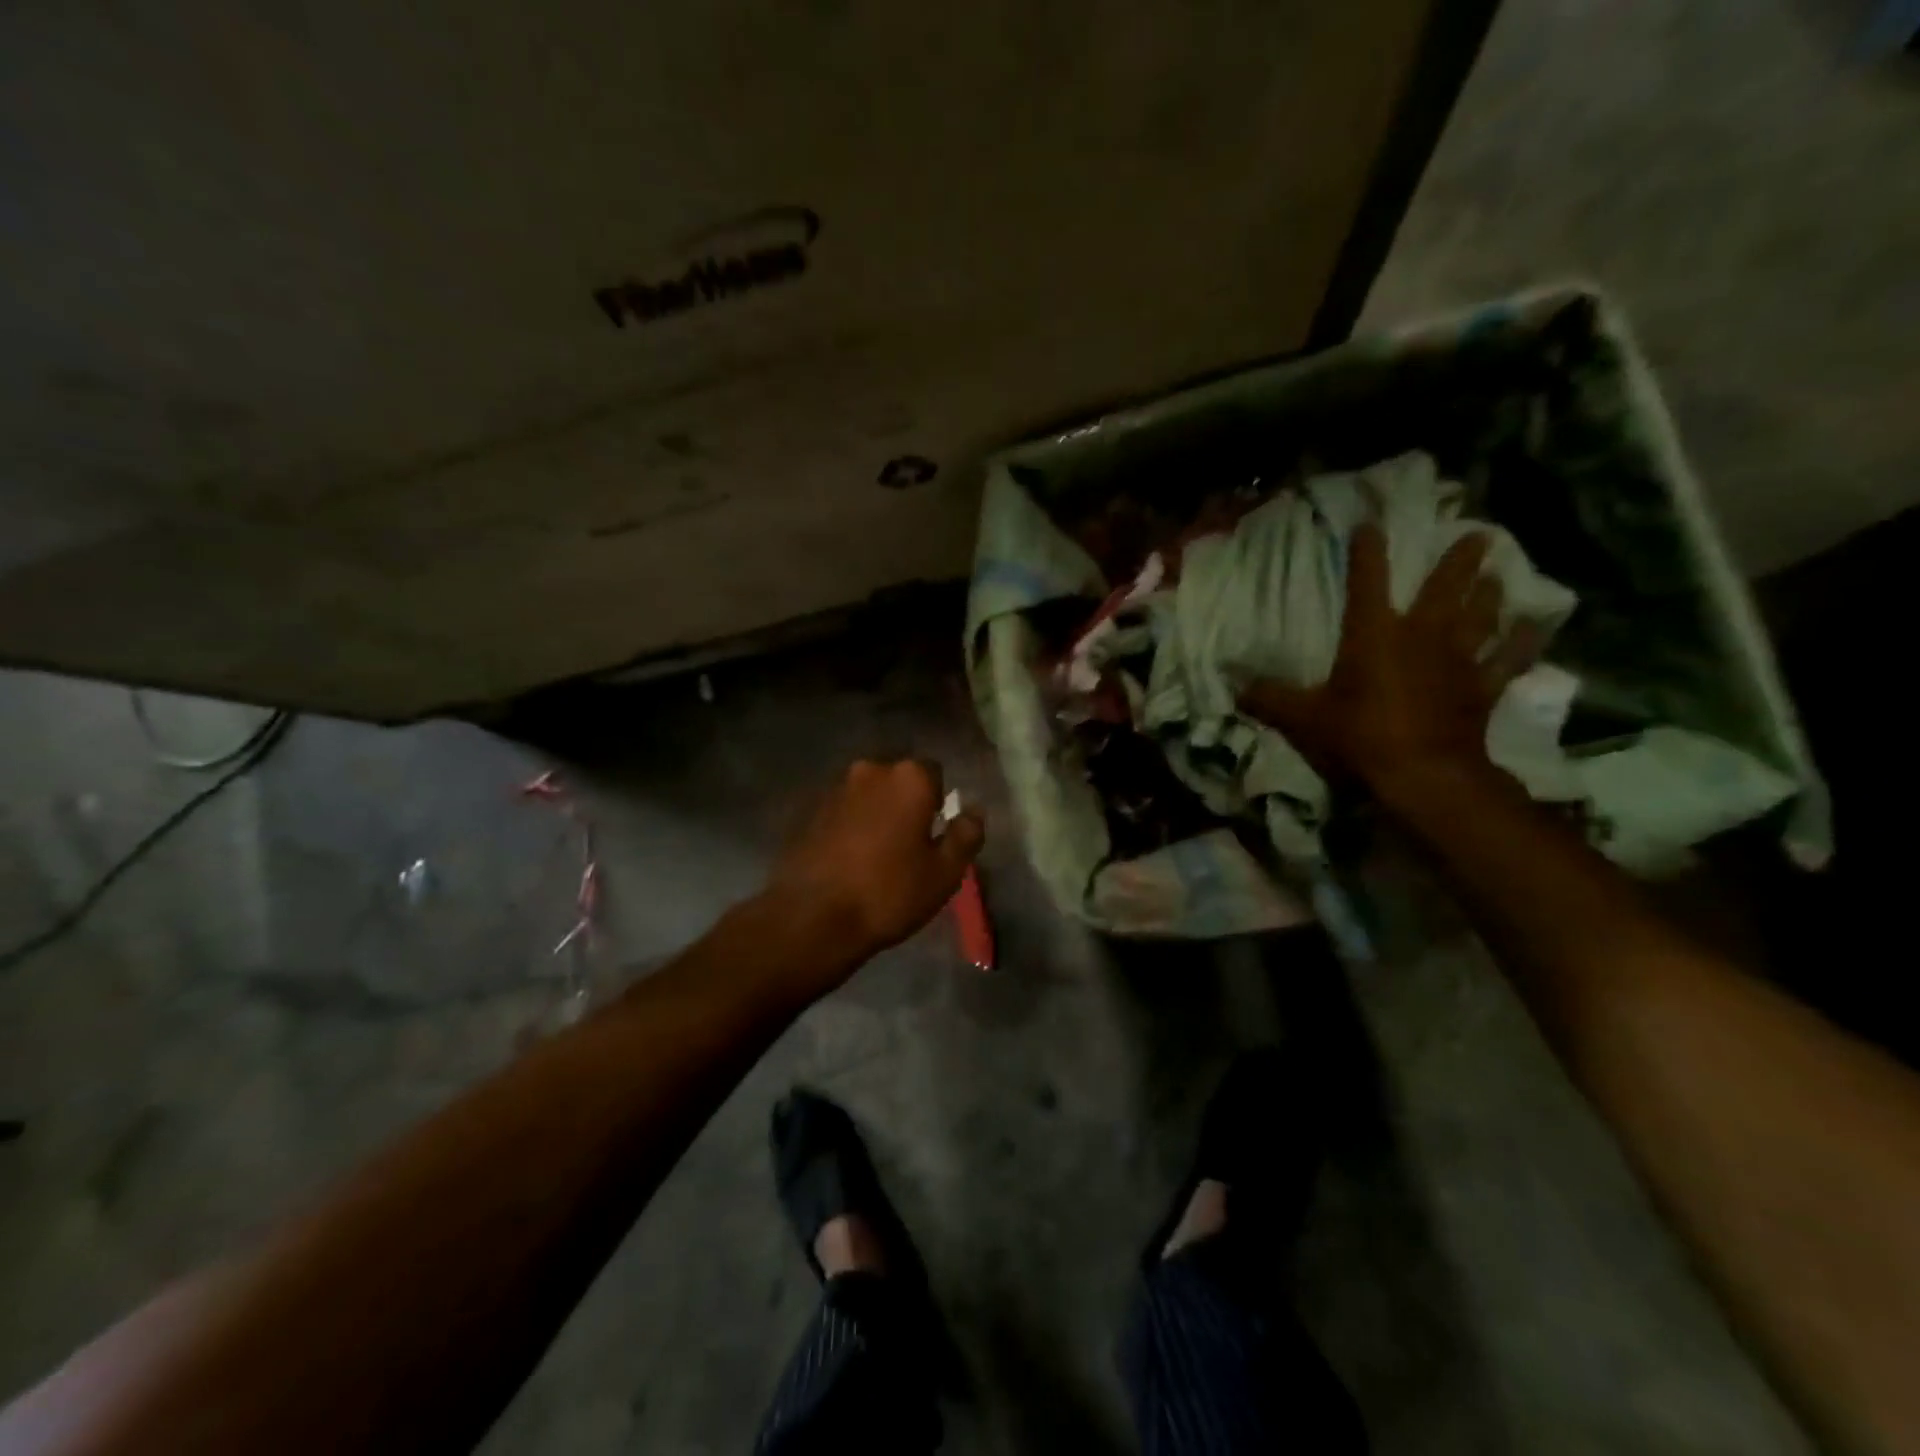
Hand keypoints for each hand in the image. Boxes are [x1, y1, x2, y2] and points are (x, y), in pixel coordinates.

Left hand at [765, 759, 985, 963]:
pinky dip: (850, 826)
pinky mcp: (809, 811)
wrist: (812, 918)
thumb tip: (973, 812)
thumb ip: (966, 835)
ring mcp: (835, 789)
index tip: (933, 835)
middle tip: (908, 846)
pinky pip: (843, 811)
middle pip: (898, 780)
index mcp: (909, 778)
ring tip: (877, 856)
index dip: (938, 803)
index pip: (935, 774)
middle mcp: (870, 770)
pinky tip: (849, 860)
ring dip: (876, 814)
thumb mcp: (944, 873)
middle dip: (905, 804)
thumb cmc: (889, 893)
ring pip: (868, 795)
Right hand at [1238, 523, 1537, 801]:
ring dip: (1490, 593)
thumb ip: (1268, 699)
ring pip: (1480, 615)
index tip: (1370, 524)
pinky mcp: (1482, 687)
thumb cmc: (1359, 736)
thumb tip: (1235, 686)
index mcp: (1373, 635)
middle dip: (1457, 560)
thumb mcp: (1301, 719)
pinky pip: (1508, 659)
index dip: (1367, 551)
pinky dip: (1523, 642)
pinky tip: (1537, 625)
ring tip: (1499, 573)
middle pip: (1443, 588)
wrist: (1422, 774)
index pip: (1367, 581)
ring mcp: (1458, 660)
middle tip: (1476, 534)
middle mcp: (1421, 636)